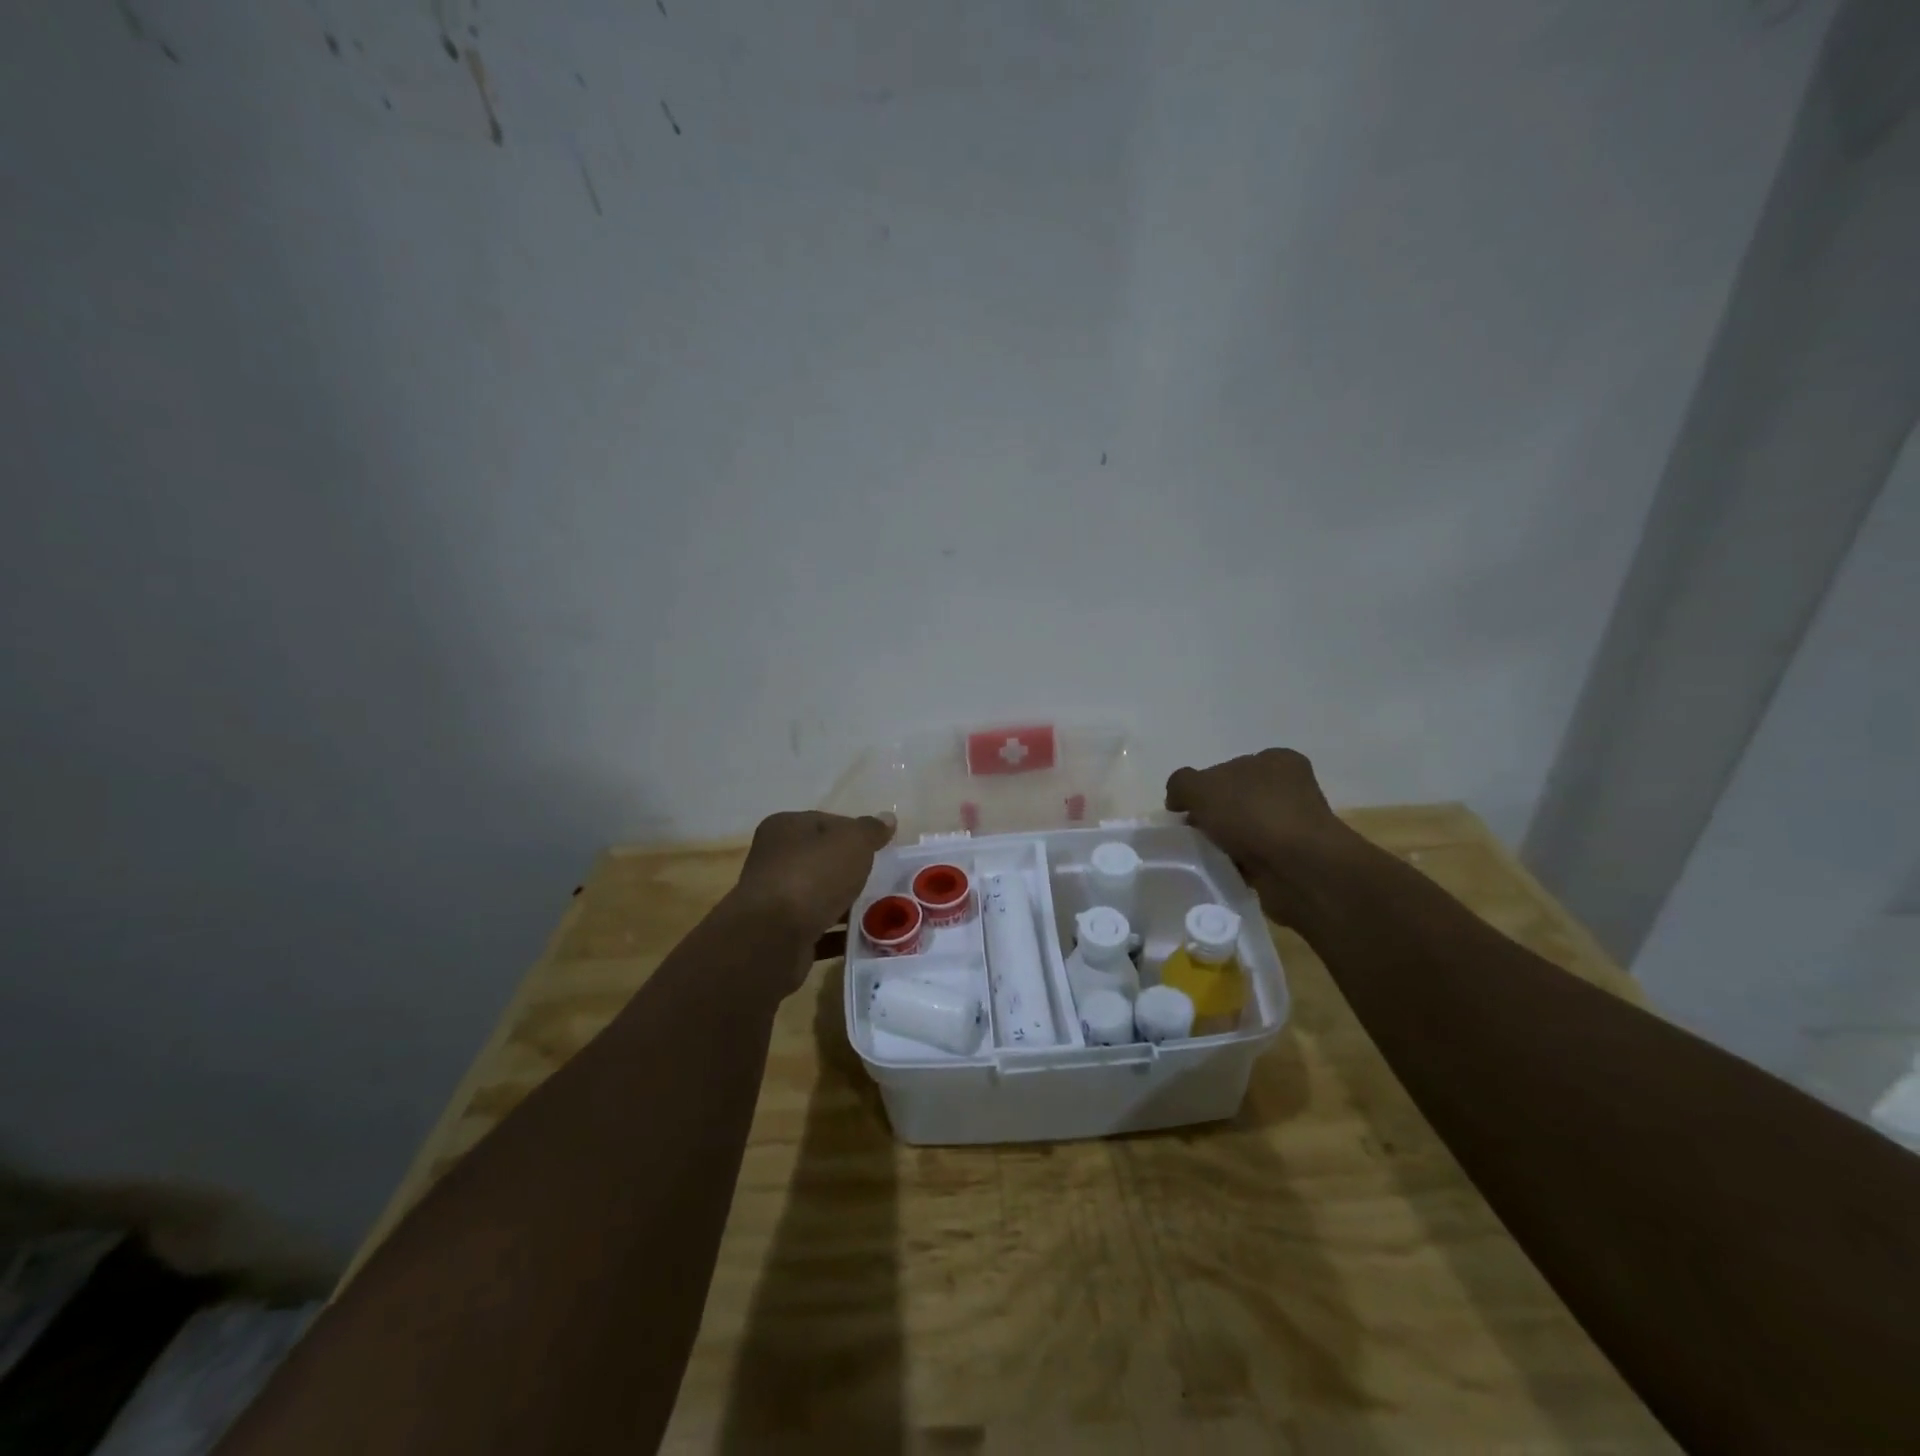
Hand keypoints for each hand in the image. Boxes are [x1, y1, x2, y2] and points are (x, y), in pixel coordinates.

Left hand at [733, 809, 894, 942]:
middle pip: (824, 860)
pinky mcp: (781, 933)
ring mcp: (775, 898)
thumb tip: (887, 818)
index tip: (881, 850)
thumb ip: (870, 830)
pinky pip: (819, 928)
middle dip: (853, 871)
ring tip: (881, 911)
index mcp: (785, 828)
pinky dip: (840, 933)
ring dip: (847, 904)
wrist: (773, 938)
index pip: (828, 822)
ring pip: (821, 896)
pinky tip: (865, 938)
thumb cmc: (812, 876)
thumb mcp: (852, 842)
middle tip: (883, 881)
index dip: (856, 834)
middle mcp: (774, 859)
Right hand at [1166, 748, 1358, 920]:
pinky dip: (1239, 863)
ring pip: (1244, 830)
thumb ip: (1181, 784)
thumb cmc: (1253, 816)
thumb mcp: (1201, 788)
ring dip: (1225, 842)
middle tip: (1193, 835)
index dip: (1202, 787)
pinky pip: (1255, 857)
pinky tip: (1227, 870)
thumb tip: (1179, 799)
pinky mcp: (1296, 857)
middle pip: (1235, 799)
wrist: (1300, 868)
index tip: (1186, 810)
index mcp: (1275, 760)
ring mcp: (1296, 823)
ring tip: (1208, 856)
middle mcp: (1290, 788)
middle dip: (1213, 817)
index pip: (1227, 767)